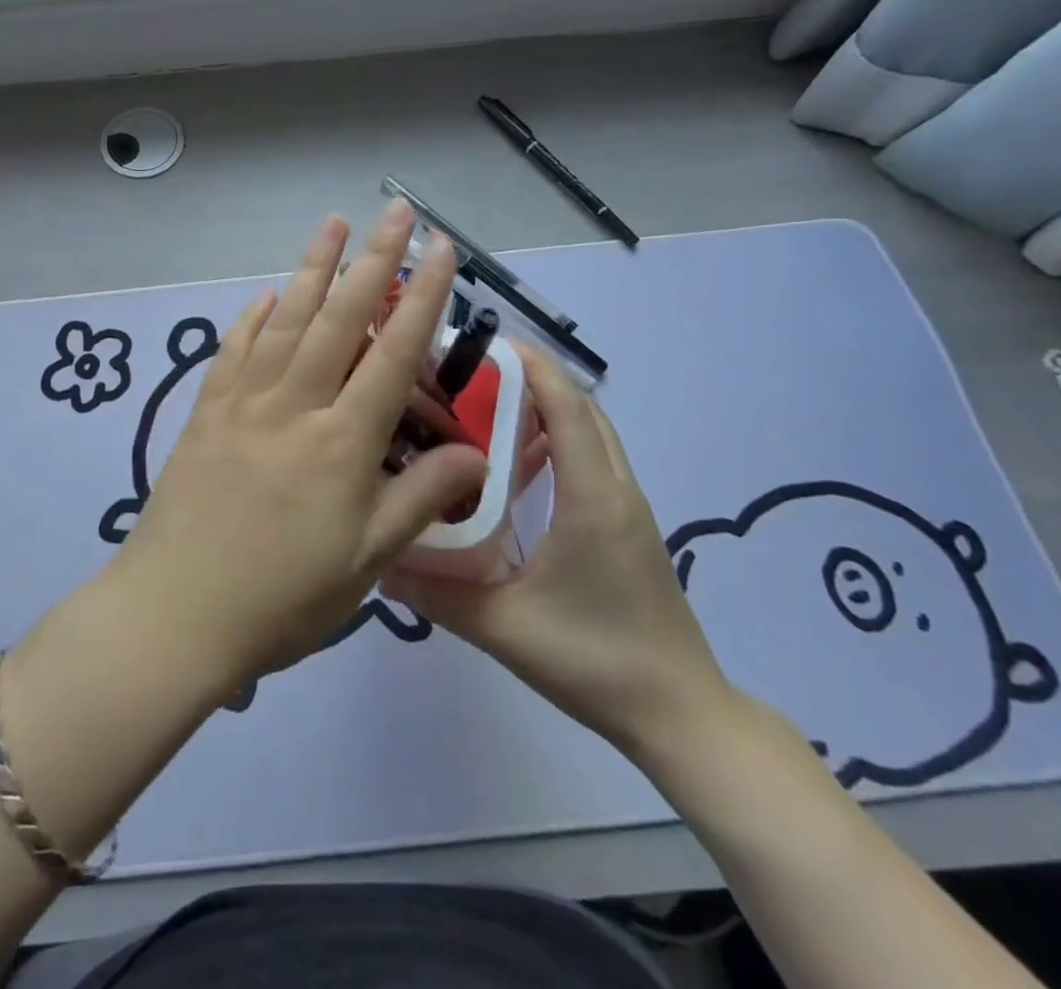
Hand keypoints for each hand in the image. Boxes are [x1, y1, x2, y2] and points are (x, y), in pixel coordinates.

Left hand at [110, 202, 488, 690]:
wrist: (175, 611)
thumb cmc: (281, 597)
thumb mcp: (367, 562)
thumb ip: (419, 498)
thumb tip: (473, 452)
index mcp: (342, 441)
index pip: (393, 352)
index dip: (422, 297)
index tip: (442, 250)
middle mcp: (293, 404)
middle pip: (340, 318)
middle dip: (373, 260)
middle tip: (396, 212)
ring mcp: (243, 402)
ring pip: (285, 319)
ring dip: (312, 268)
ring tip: (333, 225)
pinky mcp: (206, 412)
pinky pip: (233, 349)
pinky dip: (253, 317)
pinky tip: (266, 296)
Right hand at [385, 341, 733, 763]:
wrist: (681, 715)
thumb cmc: (595, 660)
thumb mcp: (503, 627)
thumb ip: (436, 593)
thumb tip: (379, 561)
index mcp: (591, 497)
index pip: (567, 407)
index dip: (530, 366)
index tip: (482, 344)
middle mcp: (615, 488)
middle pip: (582, 408)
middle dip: (532, 379)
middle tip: (469, 377)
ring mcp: (628, 507)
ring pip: (591, 432)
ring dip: (547, 408)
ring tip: (486, 410)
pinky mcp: (628, 526)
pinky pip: (594, 458)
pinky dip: (560, 439)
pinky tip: (517, 466)